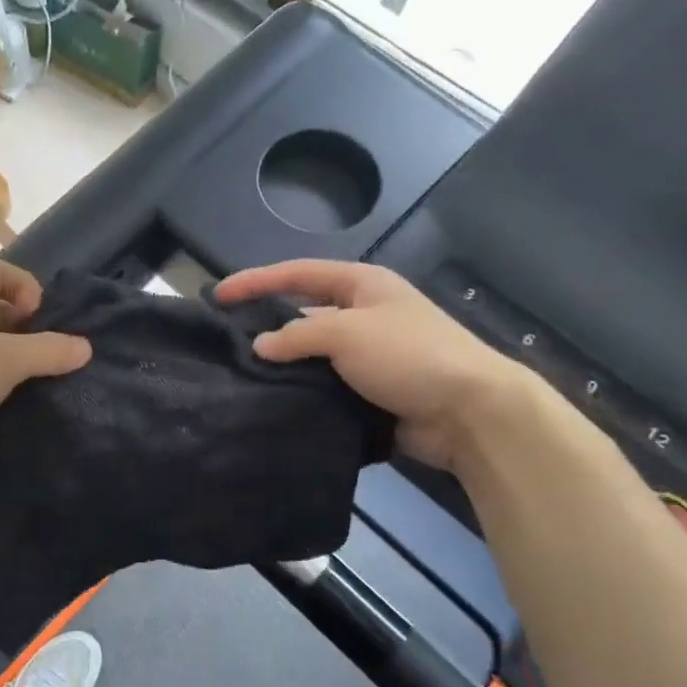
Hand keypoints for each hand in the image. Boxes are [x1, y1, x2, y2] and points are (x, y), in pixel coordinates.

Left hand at [0, 260, 90, 484]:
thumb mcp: (7, 361)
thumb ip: (49, 350)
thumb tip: (85, 347)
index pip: (0, 270)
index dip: (27, 287)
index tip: (42, 320)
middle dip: (24, 325)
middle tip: (47, 352)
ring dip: (10, 355)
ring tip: (35, 378)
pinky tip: (10, 399)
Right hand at [216, 259, 526, 471]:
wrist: (469, 412)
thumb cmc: (409, 356)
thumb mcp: (347, 333)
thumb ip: (298, 334)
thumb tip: (261, 346)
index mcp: (362, 285)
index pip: (297, 273)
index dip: (256, 281)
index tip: (218, 295)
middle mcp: (363, 314)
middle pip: (302, 312)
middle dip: (266, 324)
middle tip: (226, 341)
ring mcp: (367, 354)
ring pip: (311, 353)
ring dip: (283, 363)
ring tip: (241, 376)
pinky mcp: (369, 390)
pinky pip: (324, 384)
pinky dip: (301, 390)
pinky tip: (273, 400)